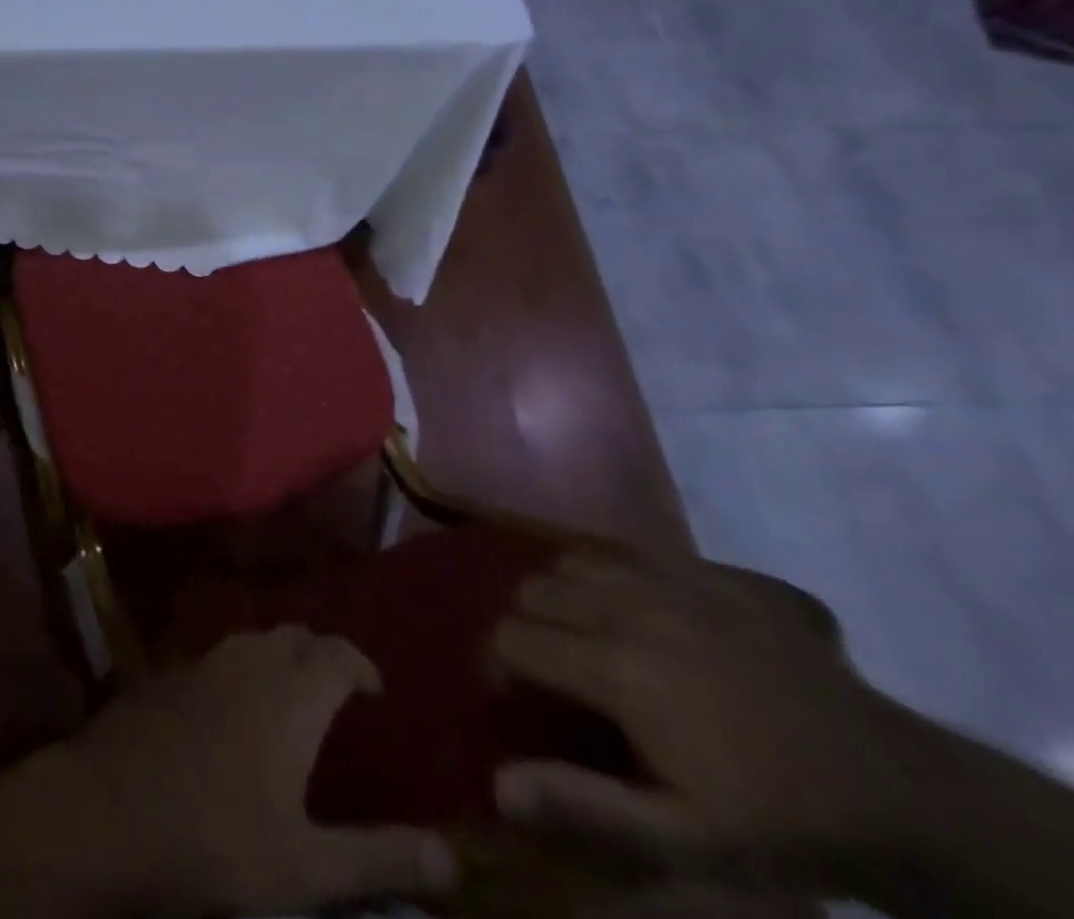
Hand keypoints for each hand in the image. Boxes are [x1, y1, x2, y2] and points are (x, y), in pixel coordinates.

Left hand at [65, 627, 455, 916]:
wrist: (108, 811)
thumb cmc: (215, 840)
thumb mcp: (306, 867)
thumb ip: (380, 858)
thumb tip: (454, 856)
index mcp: (291, 694)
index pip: (338, 653)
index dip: (361, 665)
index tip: (375, 691)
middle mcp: (250, 661)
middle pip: (296, 636)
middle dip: (322, 656)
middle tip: (336, 695)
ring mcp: (203, 661)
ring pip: (254, 641)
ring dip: (279, 659)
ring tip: (290, 699)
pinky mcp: (169, 673)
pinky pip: (218, 657)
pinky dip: (241, 671)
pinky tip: (233, 710)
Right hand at [491, 551, 930, 895]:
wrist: (898, 790)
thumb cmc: (781, 822)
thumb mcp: (686, 842)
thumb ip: (585, 806)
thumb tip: (497, 783)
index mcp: (618, 667)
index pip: (515, 639)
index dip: (501, 666)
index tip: (516, 697)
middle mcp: (632, 607)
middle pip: (536, 590)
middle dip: (527, 625)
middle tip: (552, 670)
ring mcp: (676, 580)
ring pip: (575, 561)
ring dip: (564, 594)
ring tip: (588, 635)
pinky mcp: (712, 571)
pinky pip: (631, 553)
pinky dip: (613, 577)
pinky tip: (643, 616)